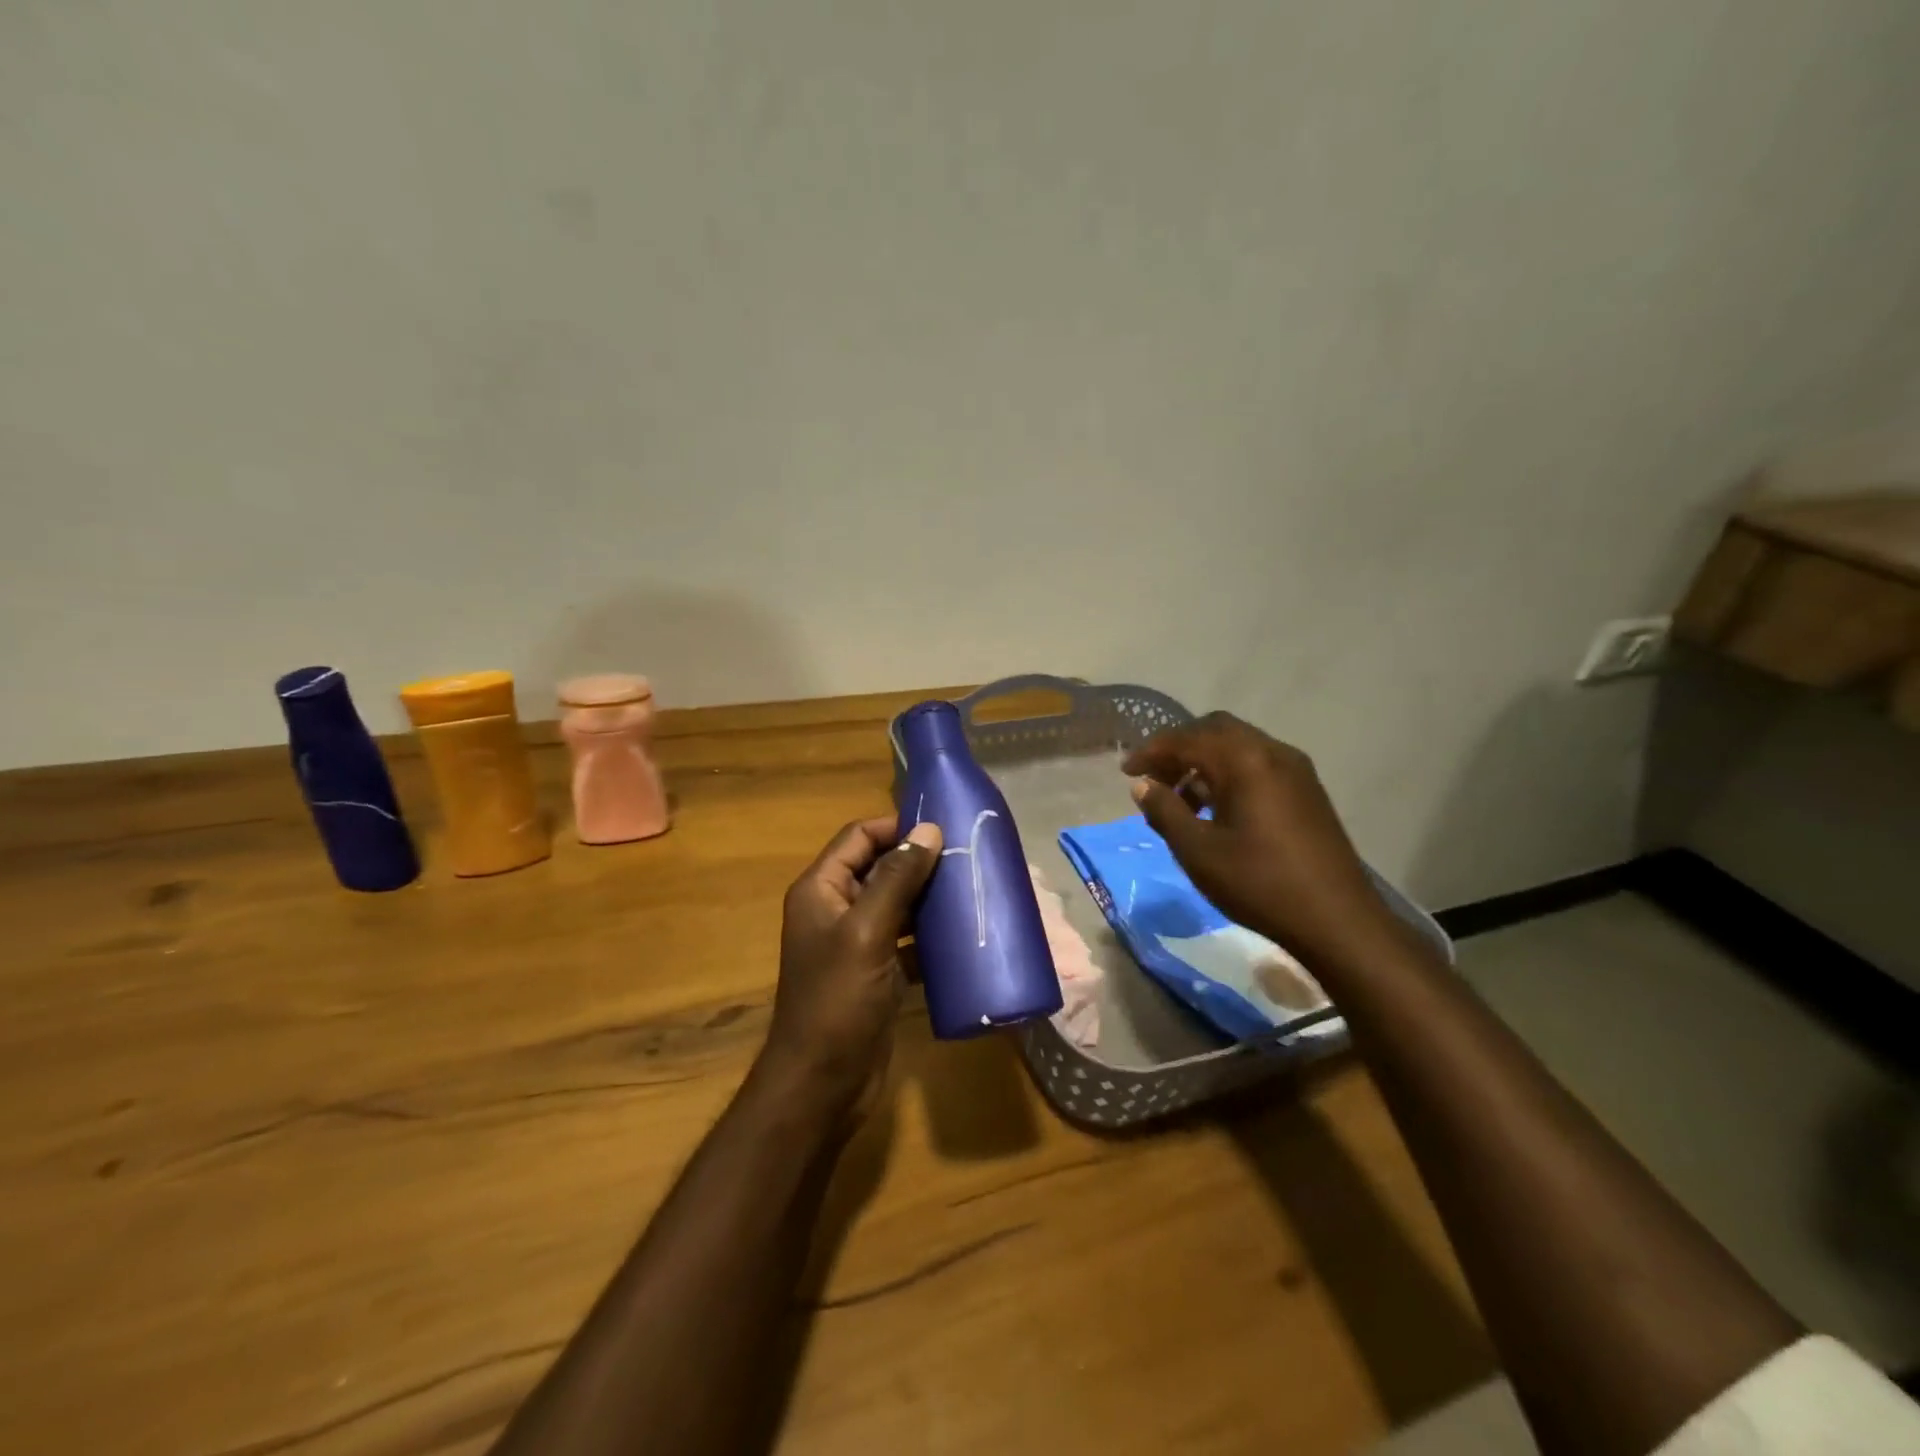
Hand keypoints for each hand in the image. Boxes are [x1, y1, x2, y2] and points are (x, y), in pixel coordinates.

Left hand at [760, 816, 943, 1119]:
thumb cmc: (837, 1001)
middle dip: (920, 861)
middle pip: (880, 868)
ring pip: (897, 904)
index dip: (897, 827)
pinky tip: (964, 934)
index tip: (943, 827)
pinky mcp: (877, 972)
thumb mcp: (867, 932)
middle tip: (968, 857)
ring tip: (973, 888)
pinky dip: (930, 936)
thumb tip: (929, 829)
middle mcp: (836, 909)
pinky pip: (907, 940)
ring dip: (930, 898)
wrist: (822, 1084)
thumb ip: (897, 879)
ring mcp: (857, 942)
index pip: (859, 837)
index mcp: (821, 889)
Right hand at [1122, 713, 1409, 972]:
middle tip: (1154, 777)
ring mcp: (1296, 770)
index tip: (1125, 771)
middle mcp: (1272, 752)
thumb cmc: (1259, 883)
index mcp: (1245, 760)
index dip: (1151, 751)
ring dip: (1204, 762)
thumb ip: (1165, 811)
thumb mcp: (1198, 851)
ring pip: (1238, 747)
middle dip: (1179, 748)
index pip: (1186, 739)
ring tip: (1181, 801)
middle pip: (1215, 730)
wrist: (1337, 920)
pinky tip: (1217, 811)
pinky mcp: (1307, 791)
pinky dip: (1229, 774)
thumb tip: (1143, 785)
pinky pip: (1258, 765)